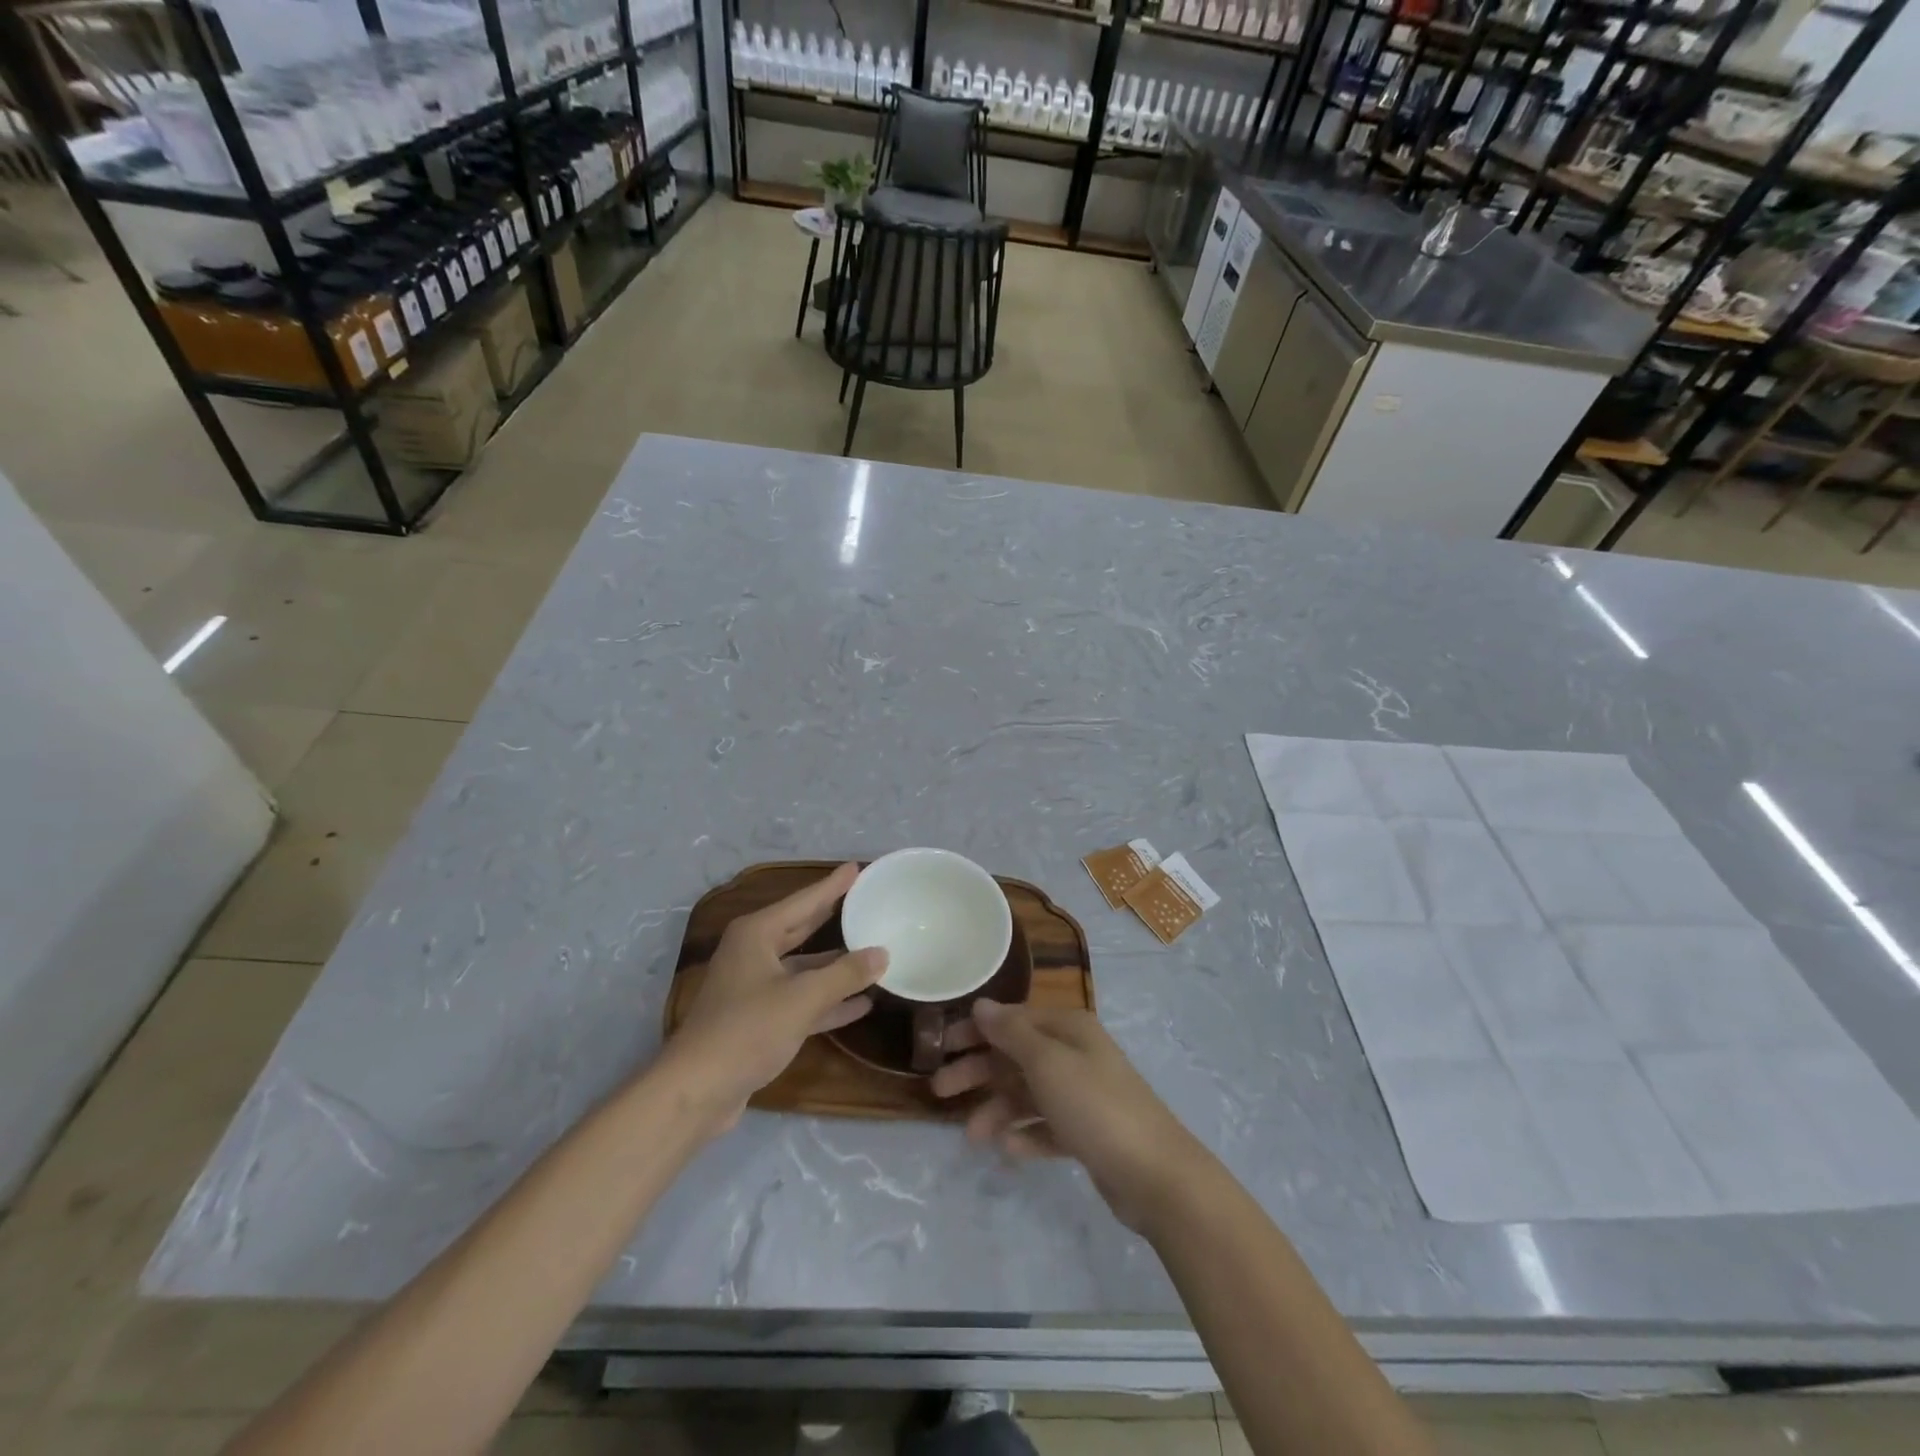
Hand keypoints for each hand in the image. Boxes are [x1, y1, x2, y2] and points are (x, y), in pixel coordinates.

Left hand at [660, 862, 885, 1132]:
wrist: (697, 1091)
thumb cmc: (747, 1030)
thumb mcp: (802, 998)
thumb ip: (845, 974)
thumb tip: (882, 954)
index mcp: (757, 934)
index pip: (804, 901)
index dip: (833, 886)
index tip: (856, 867)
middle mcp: (754, 953)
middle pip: (802, 928)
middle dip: (833, 916)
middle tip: (864, 899)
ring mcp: (755, 987)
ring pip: (804, 967)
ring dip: (836, 965)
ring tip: (874, 952)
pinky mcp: (759, 1020)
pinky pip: (801, 999)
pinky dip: (828, 1000)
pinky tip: (861, 1003)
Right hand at [930, 1001, 1211, 1234]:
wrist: (1155, 1175)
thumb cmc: (1095, 1107)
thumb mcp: (1047, 1063)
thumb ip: (1011, 1033)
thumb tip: (982, 1004)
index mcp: (1068, 1029)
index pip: (1012, 1019)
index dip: (976, 1030)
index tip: (940, 1046)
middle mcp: (1075, 1054)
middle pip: (1016, 1056)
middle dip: (979, 1072)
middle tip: (939, 1091)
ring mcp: (1083, 1094)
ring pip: (1027, 1094)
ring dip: (998, 1109)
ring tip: (973, 1137)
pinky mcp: (1088, 1133)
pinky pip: (1046, 1126)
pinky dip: (1026, 1134)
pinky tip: (1009, 1150)